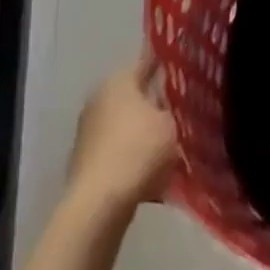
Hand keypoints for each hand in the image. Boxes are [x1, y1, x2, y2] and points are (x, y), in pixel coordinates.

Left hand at [67, 48, 179, 214]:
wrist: (98, 204)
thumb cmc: (138, 151)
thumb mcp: (170, 124)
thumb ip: (173, 110)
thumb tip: (168, 108)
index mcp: (119, 79)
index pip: (147, 64)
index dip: (167, 70)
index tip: (185, 78)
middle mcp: (99, 97)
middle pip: (135, 97)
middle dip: (155, 107)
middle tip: (180, 119)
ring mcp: (88, 130)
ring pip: (126, 126)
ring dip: (143, 136)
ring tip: (169, 151)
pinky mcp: (85, 160)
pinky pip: (117, 152)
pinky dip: (131, 159)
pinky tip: (150, 175)